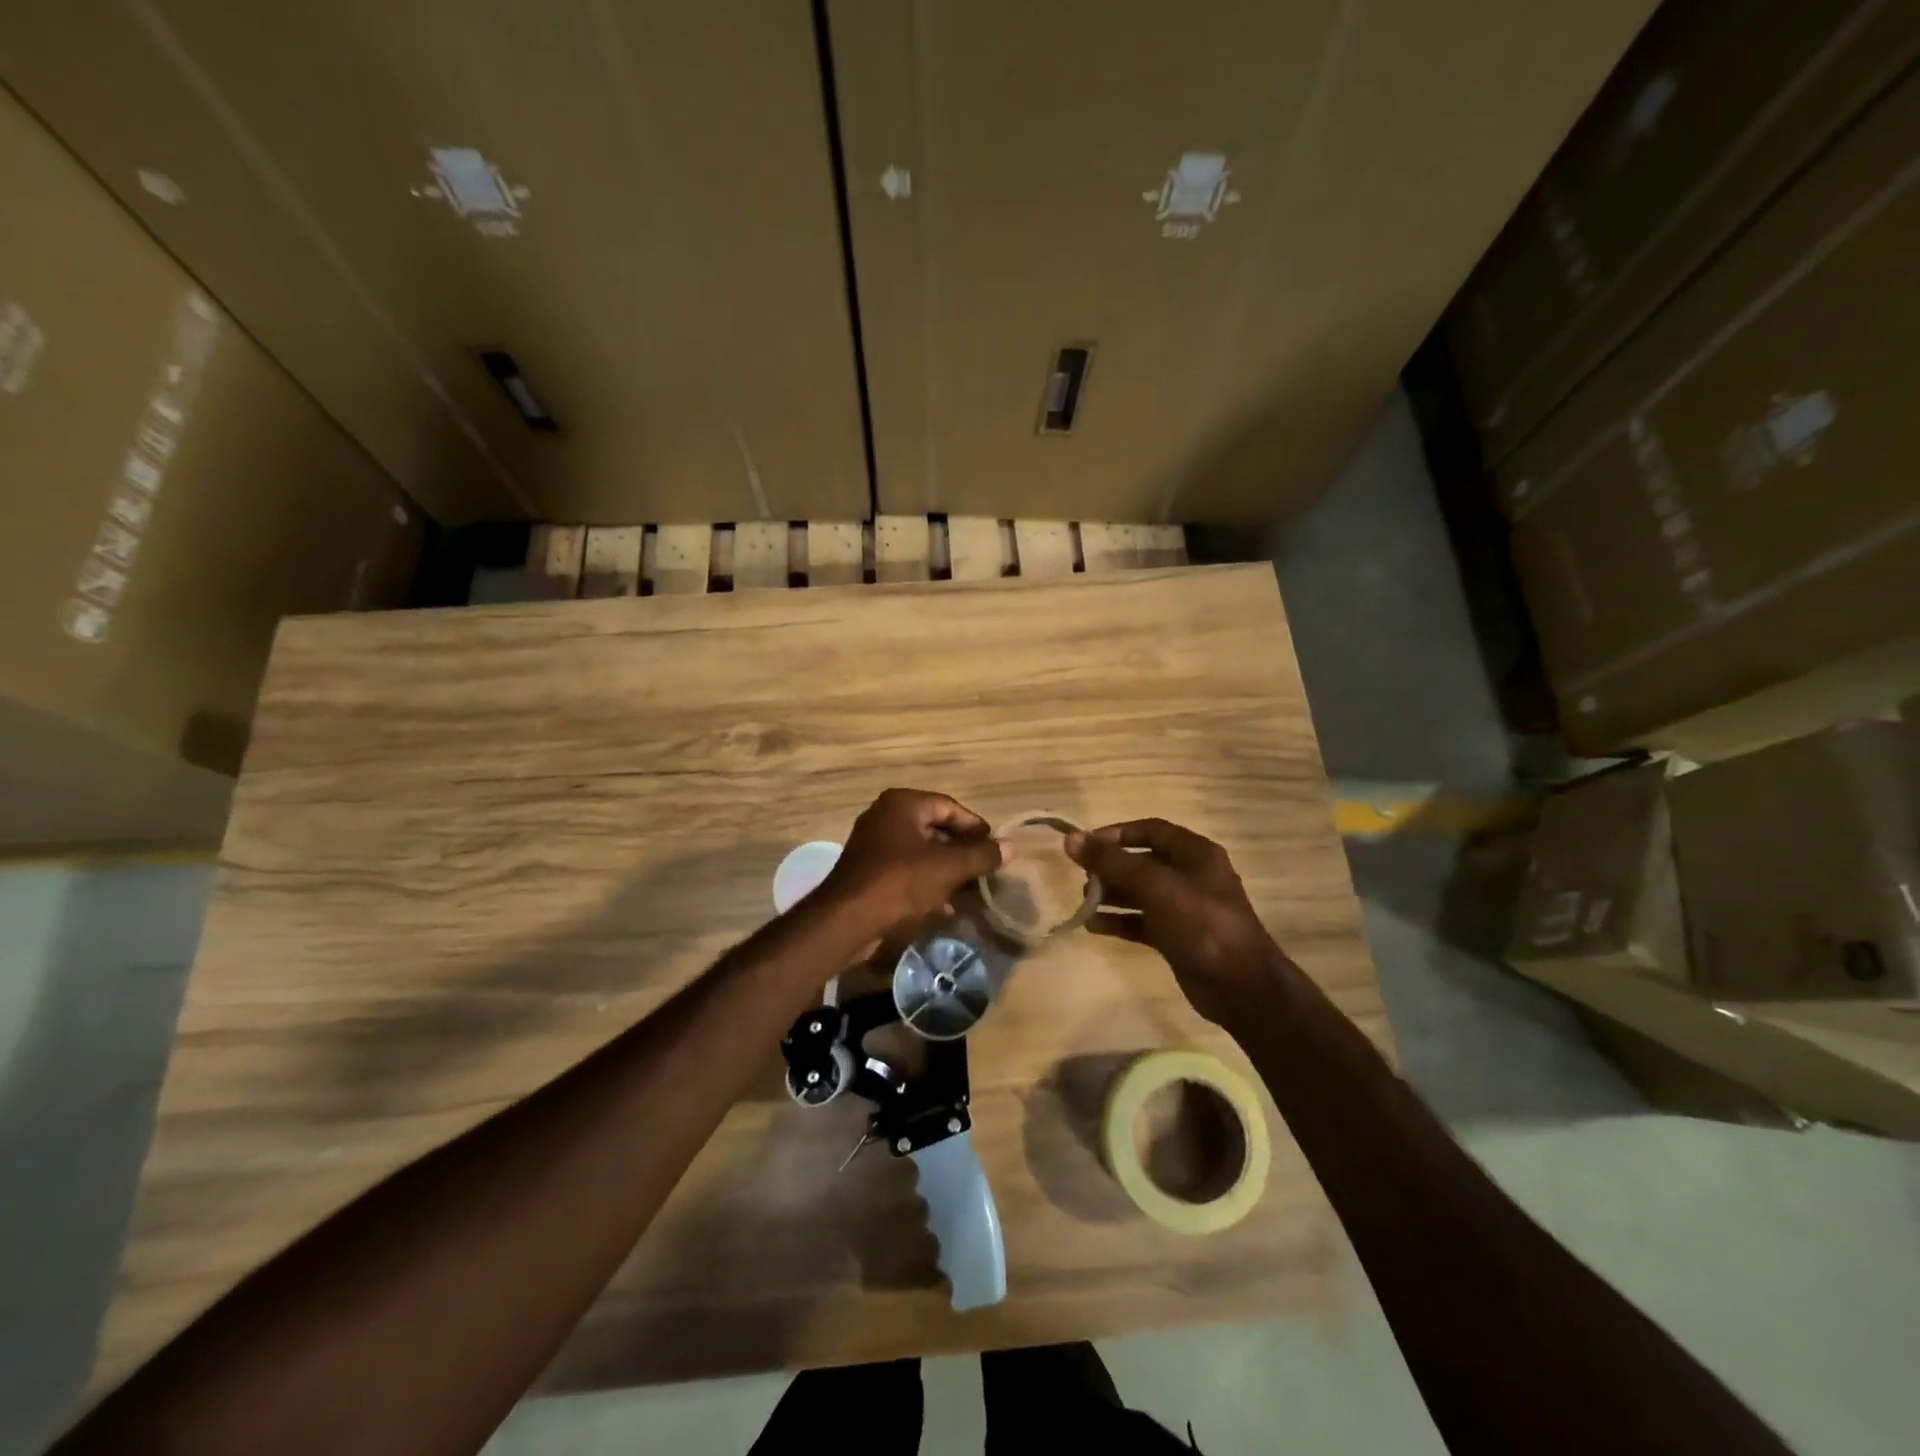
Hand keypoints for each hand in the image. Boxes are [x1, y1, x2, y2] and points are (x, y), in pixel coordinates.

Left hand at [817, 789, 1003, 938]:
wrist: (846, 919)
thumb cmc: (900, 882)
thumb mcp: (948, 868)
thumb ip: (981, 855)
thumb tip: (1010, 847)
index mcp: (903, 803)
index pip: (949, 806)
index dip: (975, 826)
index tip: (995, 847)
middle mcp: (885, 816)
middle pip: (935, 828)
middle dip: (961, 851)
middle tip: (985, 869)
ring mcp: (873, 844)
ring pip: (921, 852)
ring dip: (946, 870)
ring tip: (970, 891)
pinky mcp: (867, 871)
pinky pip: (905, 870)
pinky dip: (926, 883)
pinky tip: (945, 906)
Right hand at [1066, 819, 1275, 1025]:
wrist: (1241, 987)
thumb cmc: (1201, 924)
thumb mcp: (1155, 886)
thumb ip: (1112, 862)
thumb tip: (1071, 839)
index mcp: (1195, 853)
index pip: (1150, 830)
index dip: (1117, 833)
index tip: (1086, 844)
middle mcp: (1190, 875)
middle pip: (1142, 861)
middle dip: (1111, 867)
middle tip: (1083, 877)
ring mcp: (1184, 908)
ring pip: (1140, 892)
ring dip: (1112, 894)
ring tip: (1084, 901)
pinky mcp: (1177, 936)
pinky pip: (1142, 921)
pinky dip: (1120, 921)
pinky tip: (1094, 926)